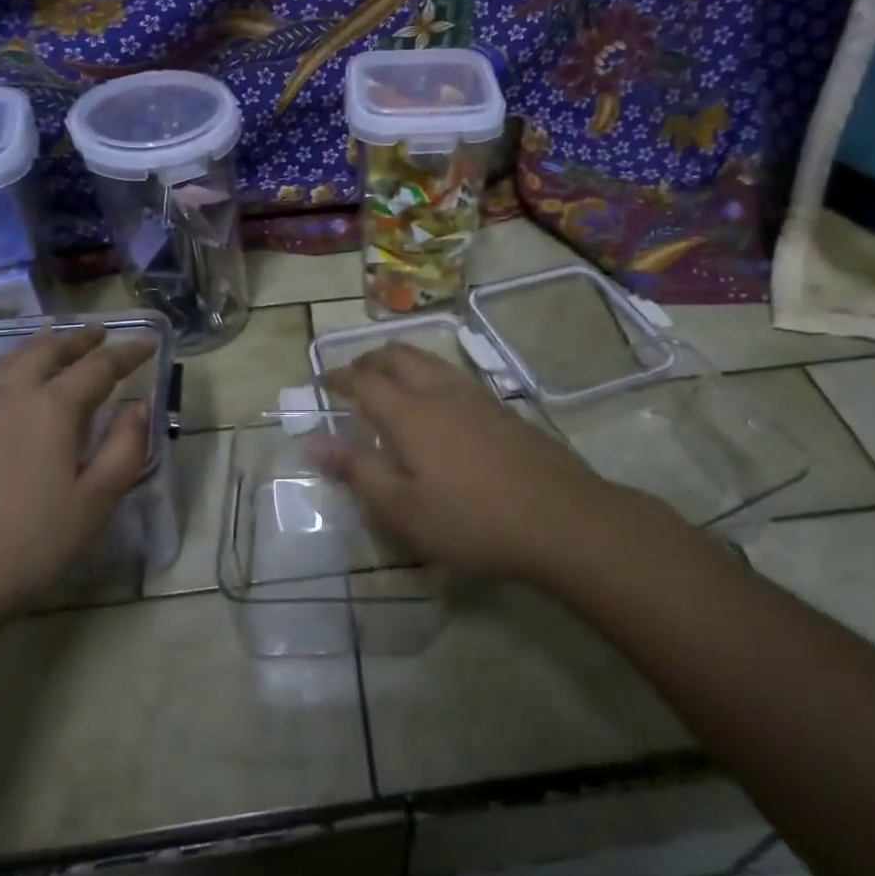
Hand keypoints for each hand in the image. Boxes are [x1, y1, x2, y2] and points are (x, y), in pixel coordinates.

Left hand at [0, 326, 154, 636]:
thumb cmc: (27, 546)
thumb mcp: (95, 502)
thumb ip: (125, 448)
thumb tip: (139, 407)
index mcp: (53, 409)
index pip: (99, 368)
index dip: (127, 353)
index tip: (148, 343)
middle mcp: (9, 396)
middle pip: (47, 353)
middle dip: (77, 340)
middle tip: (99, 333)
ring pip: (5, 362)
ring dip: (35, 347)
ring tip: (51, 342)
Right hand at [308, 342, 636, 580]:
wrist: (560, 519)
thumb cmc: (470, 520)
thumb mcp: (402, 509)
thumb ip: (357, 471)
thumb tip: (314, 441)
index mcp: (409, 412)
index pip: (363, 380)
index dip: (338, 378)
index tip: (322, 382)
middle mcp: (441, 391)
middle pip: (398, 355)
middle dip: (370, 360)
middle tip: (354, 378)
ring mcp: (477, 396)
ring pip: (430, 360)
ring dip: (402, 363)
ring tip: (392, 383)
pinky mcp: (503, 409)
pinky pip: (455, 376)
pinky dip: (431, 377)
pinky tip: (439, 406)